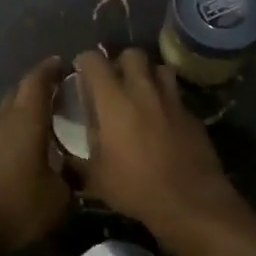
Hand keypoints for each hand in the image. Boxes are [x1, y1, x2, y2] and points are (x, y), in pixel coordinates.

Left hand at [0, 56, 69, 251]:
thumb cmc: (18, 205)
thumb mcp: (60, 198)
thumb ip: (72, 179)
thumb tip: (77, 174)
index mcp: (26, 120)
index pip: (37, 81)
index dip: (50, 69)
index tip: (62, 63)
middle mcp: (3, 120)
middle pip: (18, 91)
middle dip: (37, 86)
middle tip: (57, 90)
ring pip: (6, 111)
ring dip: (23, 108)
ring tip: (44, 117)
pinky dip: (13, 128)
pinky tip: (24, 144)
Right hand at [74, 49, 244, 241]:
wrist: (190, 200)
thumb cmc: (136, 187)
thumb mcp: (96, 179)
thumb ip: (77, 162)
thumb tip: (63, 160)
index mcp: (113, 101)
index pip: (94, 61)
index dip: (85, 62)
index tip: (81, 72)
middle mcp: (143, 91)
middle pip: (132, 54)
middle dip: (121, 62)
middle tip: (114, 81)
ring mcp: (172, 100)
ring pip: (160, 68)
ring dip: (148, 75)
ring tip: (141, 93)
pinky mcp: (192, 114)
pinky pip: (176, 94)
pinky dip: (166, 98)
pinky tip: (162, 119)